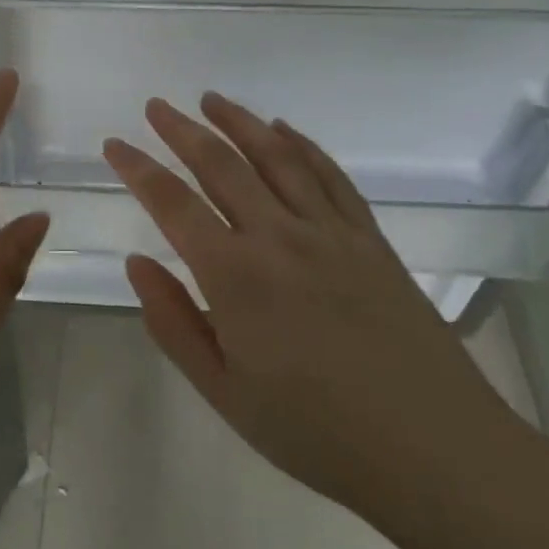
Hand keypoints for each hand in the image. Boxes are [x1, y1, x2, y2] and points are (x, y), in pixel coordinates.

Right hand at [103, 93, 514, 527]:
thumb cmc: (316, 431)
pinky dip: (303, 144)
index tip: (114, 144)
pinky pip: (330, 176)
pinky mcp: (369, 238)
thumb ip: (174, 322)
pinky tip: (283, 129)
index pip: (173, 204)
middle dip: (182, 130)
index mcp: (236, 276)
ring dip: (239, 121)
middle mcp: (279, 237)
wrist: (434, 449)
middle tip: (156, 105)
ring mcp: (330, 231)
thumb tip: (137, 261)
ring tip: (212, 99)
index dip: (138, 168)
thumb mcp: (224, 393)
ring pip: (277, 157)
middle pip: (222, 165)